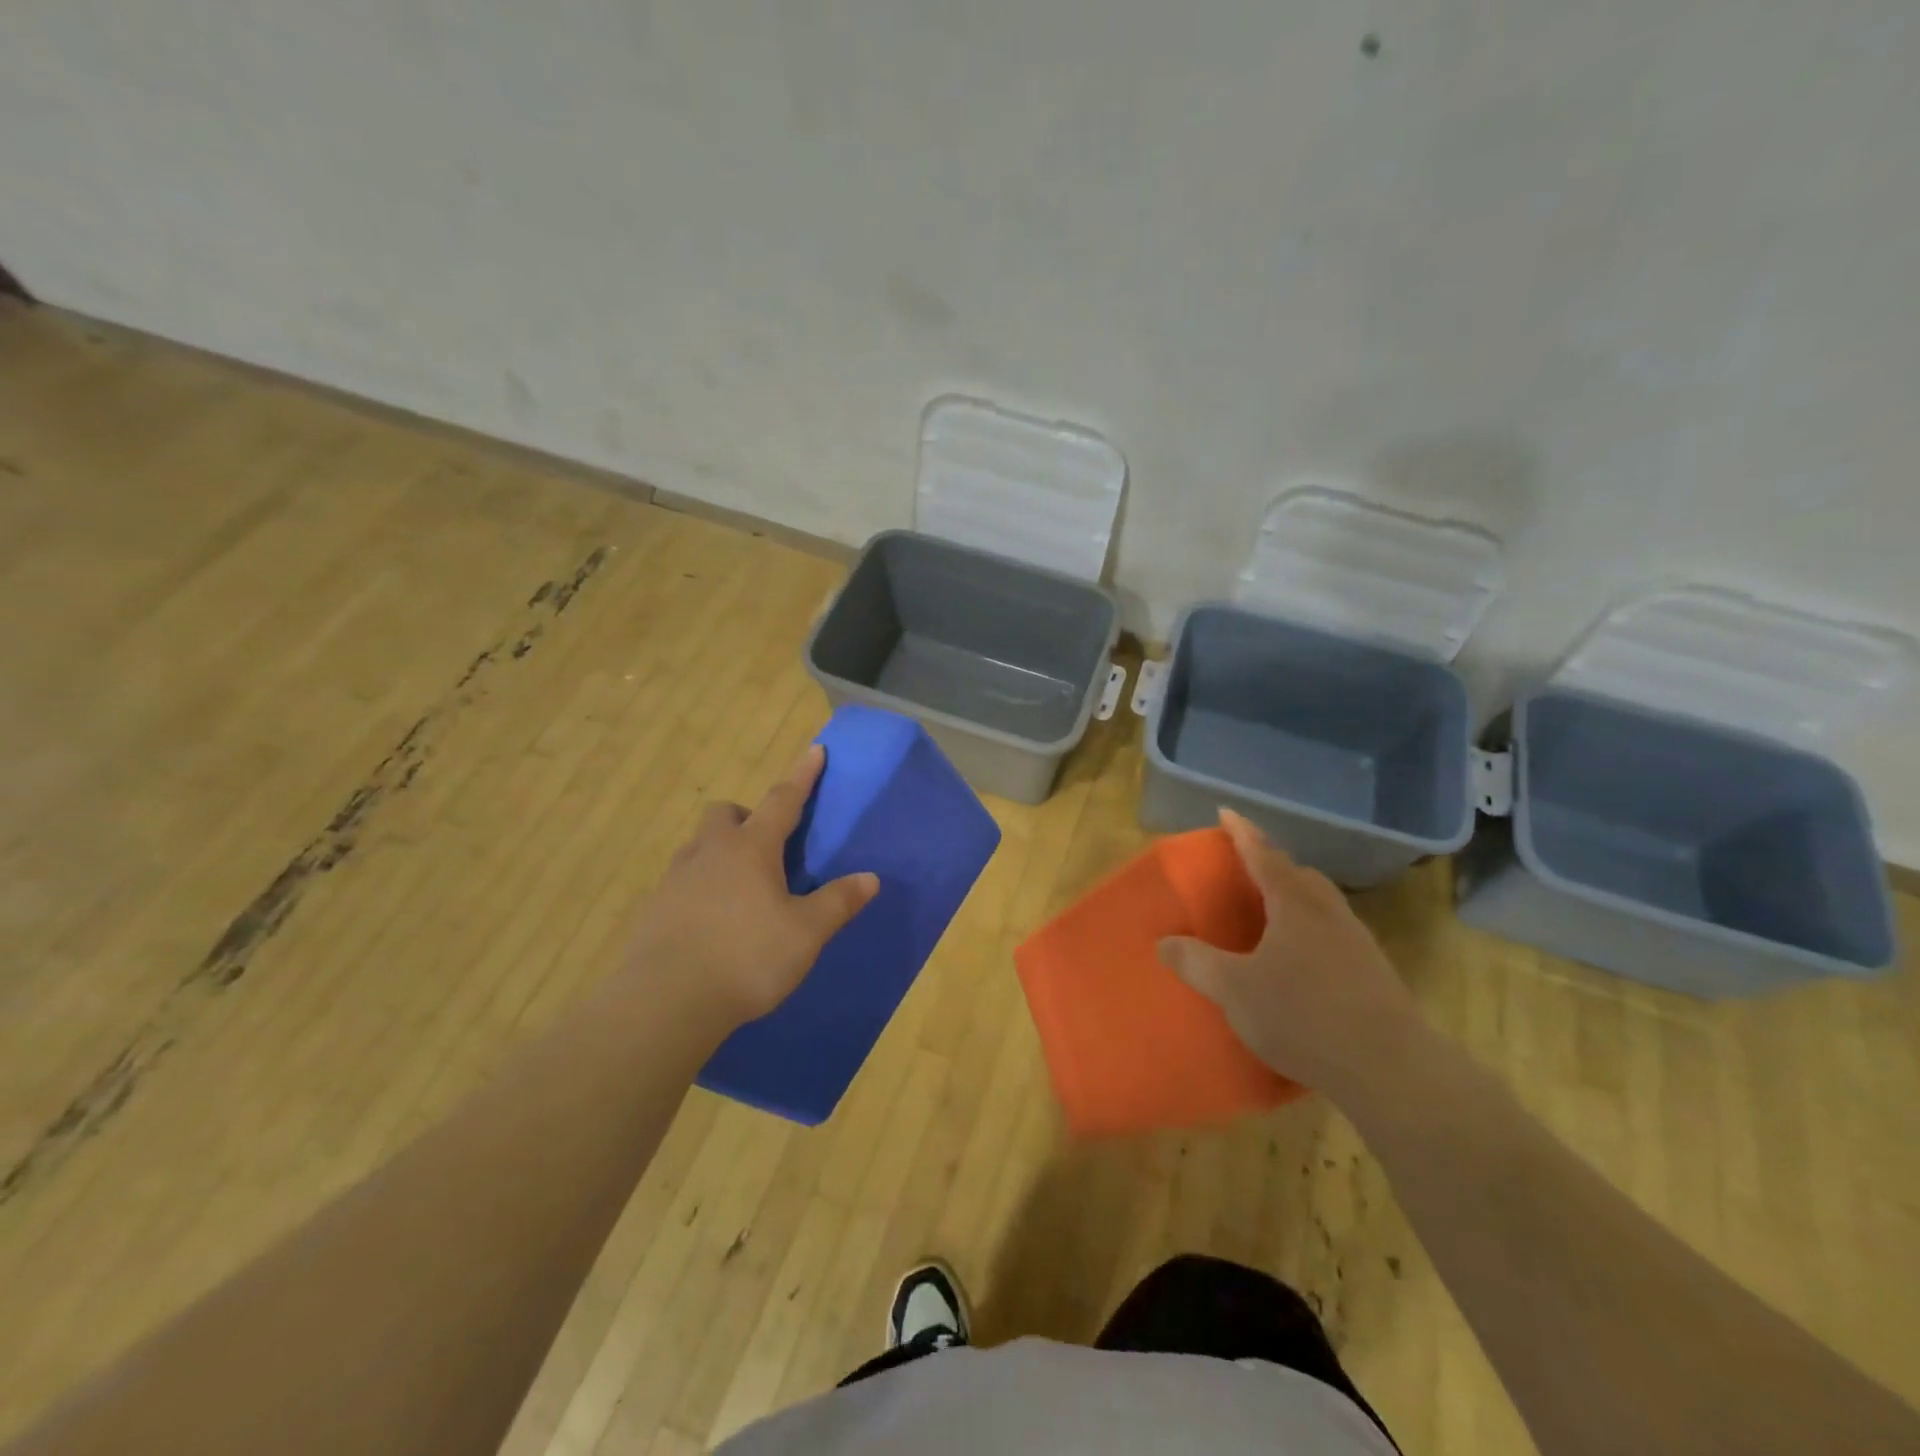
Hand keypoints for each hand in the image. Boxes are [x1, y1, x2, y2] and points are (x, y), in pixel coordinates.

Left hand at [623, 744, 879, 1027]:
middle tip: (768, 846)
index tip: (815, 750)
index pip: (782, 800)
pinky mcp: (655, 907)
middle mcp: (710, 852)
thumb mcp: (805, 933)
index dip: (802, 775)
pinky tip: (715, 919)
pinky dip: (703, 884)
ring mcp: (676, 878)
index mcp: (751, 849)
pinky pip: (684, 879)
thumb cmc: (746, 958)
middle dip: (747, 816)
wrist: (665, 1003)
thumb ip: (838, 902)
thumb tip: (870, 878)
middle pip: (726, 814)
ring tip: (743, 887)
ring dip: (722, 850)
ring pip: (701, 845)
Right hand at [1156, 809, 1426, 1102]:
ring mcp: (1358, 942)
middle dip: (1272, 865)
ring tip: (1270, 916)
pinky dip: (1310, 932)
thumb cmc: (1304, 1015)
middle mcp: (1329, 912)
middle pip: (1300, 875)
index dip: (1242, 832)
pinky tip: (1300, 962)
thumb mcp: (1235, 990)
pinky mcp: (1374, 973)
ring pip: (1321, 905)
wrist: (1392, 1068)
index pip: (1263, 854)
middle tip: (1247, 870)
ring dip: (1294, 899)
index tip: (1226, 812)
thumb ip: (1197, 963)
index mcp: (1295, 903)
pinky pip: (1333, 934)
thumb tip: (1164, 942)